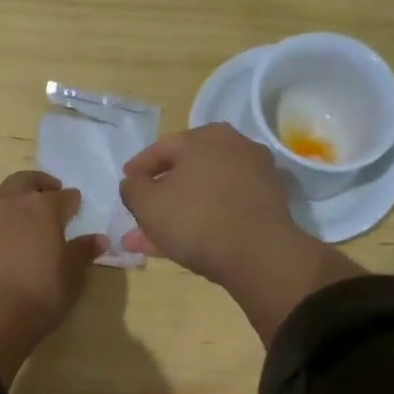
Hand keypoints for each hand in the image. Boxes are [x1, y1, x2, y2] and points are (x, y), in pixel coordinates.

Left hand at [0, 171, 102, 382]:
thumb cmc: (38, 296)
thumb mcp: (70, 278)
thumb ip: (81, 253)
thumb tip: (97, 240)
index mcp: (42, 208)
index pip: (63, 197)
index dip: (72, 202)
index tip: (76, 206)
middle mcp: (10, 203)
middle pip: (25, 181)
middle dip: (39, 185)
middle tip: (49, 194)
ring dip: (10, 197)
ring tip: (19, 213)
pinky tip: (0, 237)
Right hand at [119, 125, 364, 344]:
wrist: (260, 255)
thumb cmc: (196, 220)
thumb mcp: (147, 204)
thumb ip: (132, 188)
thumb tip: (134, 182)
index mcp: (204, 138)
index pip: (161, 148)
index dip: (138, 168)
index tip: (126, 183)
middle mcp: (234, 147)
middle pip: (185, 170)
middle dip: (159, 194)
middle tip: (140, 211)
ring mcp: (255, 175)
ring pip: (203, 192)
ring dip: (177, 212)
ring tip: (151, 239)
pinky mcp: (267, 204)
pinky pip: (223, 207)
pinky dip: (202, 219)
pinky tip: (183, 242)